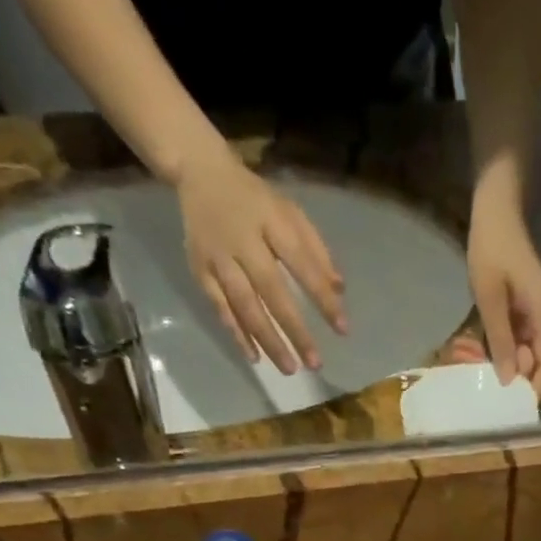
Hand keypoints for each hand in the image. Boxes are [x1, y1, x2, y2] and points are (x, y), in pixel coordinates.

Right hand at [175, 156, 345, 374]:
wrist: (199, 172)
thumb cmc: (256, 200)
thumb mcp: (290, 213)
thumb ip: (316, 251)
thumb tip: (339, 291)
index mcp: (271, 222)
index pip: (302, 265)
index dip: (322, 298)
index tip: (342, 329)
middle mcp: (242, 241)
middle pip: (271, 292)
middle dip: (295, 330)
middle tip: (315, 363)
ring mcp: (217, 257)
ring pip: (244, 305)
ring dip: (267, 340)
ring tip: (289, 368)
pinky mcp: (198, 269)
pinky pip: (219, 307)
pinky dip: (237, 333)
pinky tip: (255, 357)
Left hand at [467, 191, 540, 393]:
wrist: (498, 207)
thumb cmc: (491, 247)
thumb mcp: (490, 297)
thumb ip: (500, 340)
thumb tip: (510, 380)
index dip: (536, 389)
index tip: (516, 408)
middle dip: (524, 381)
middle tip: (494, 392)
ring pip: (536, 354)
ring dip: (515, 367)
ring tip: (488, 375)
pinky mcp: (533, 310)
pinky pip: (527, 340)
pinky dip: (511, 352)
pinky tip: (490, 355)